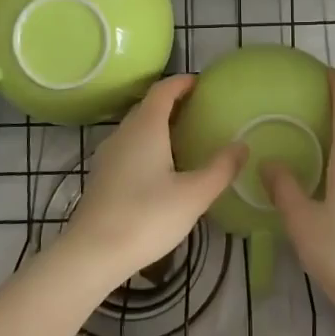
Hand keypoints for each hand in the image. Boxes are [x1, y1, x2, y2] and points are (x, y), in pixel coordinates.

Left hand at [61, 75, 245, 286]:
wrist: (92, 253)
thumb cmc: (146, 217)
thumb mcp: (194, 195)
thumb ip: (220, 169)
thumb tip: (242, 145)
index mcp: (146, 127)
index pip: (163, 90)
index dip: (182, 82)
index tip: (201, 83)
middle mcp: (124, 133)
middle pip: (148, 106)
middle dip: (172, 102)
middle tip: (199, 109)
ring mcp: (109, 155)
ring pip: (136, 128)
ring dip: (159, 124)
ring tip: (184, 137)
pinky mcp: (102, 177)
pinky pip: (129, 147)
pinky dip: (147, 144)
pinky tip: (161, 168)